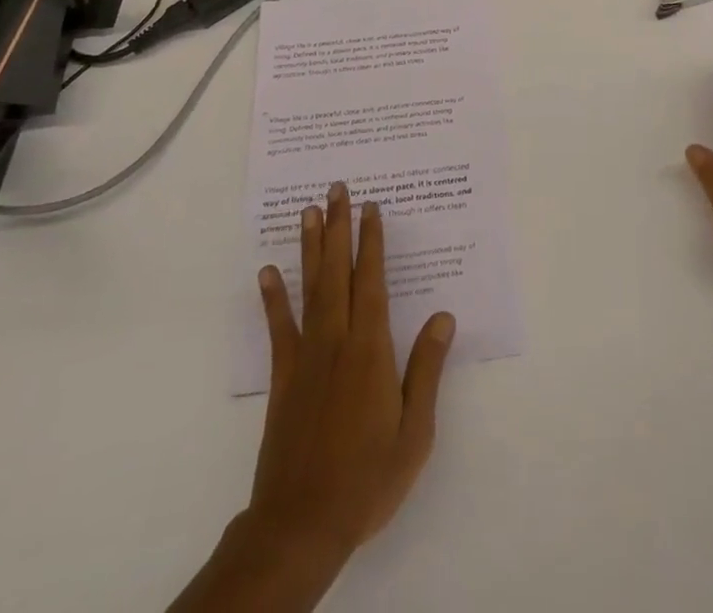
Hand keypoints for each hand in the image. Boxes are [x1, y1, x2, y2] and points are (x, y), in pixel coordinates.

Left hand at [248, 183, 455, 561]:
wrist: (301, 524)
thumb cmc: (368, 478)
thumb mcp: (414, 431)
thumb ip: (426, 369)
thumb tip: (444, 316)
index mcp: (370, 350)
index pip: (371, 282)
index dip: (372, 242)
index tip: (372, 208)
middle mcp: (336, 342)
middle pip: (337, 273)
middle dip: (339, 228)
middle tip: (337, 189)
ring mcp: (306, 358)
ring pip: (309, 289)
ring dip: (310, 248)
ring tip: (308, 212)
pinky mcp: (283, 379)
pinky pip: (279, 329)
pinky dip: (273, 298)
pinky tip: (268, 272)